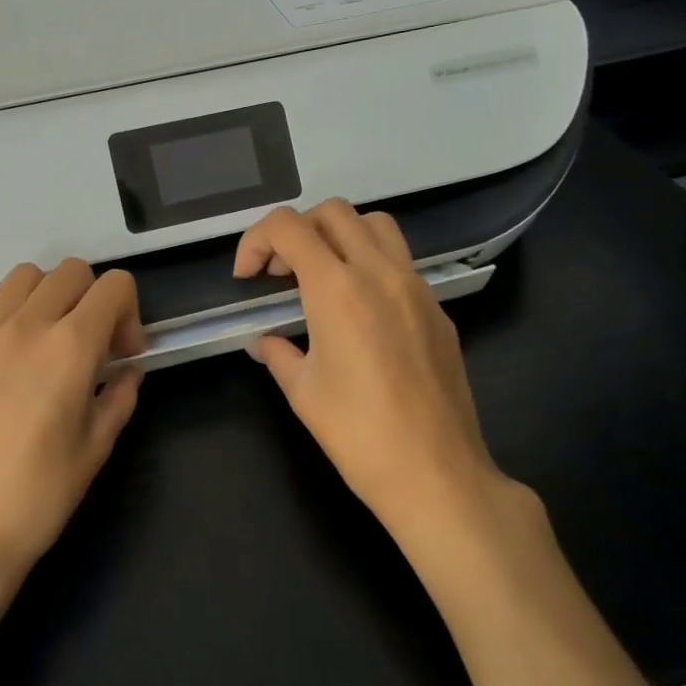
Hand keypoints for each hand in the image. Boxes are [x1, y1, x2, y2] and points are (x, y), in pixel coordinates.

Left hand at [0, 260, 146, 605]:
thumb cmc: (40, 494)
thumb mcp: (98, 446)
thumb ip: (120, 395)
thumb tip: (127, 371)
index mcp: (71, 347)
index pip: (114, 286)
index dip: (130, 314)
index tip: (122, 356)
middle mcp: (26, 325)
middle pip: (71, 271)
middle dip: (93, 298)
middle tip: (90, 346)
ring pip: (24, 278)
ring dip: (48, 297)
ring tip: (46, 342)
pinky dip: (8, 319)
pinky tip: (7, 363)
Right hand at [235, 202, 521, 558]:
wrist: (436, 473)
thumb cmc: (358, 434)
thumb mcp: (302, 392)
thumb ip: (279, 353)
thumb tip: (267, 342)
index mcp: (337, 289)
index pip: (288, 226)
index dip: (256, 241)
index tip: (248, 278)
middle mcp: (379, 273)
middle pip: (333, 212)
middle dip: (297, 232)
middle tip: (282, 275)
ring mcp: (416, 287)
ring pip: (375, 225)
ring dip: (340, 237)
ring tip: (323, 278)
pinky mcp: (438, 309)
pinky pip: (401, 262)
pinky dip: (371, 265)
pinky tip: (362, 312)